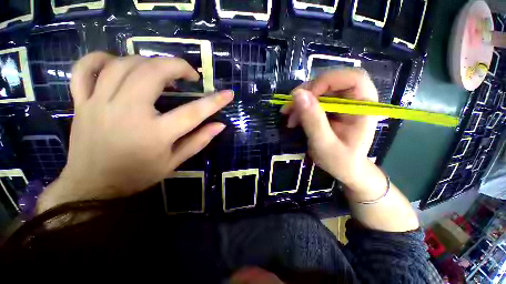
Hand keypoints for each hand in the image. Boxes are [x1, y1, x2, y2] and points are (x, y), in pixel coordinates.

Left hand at [37, 52, 232, 212]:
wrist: (92, 185)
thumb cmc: (138, 175)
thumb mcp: (174, 162)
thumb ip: (199, 141)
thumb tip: (220, 125)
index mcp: (155, 134)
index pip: (193, 112)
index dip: (215, 101)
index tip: (228, 93)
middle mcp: (126, 113)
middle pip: (153, 73)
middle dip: (178, 66)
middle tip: (189, 75)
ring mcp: (98, 104)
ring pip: (123, 64)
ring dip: (148, 61)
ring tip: (162, 71)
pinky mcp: (81, 102)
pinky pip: (84, 69)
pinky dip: (101, 58)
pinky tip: (118, 63)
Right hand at [281, 69, 378, 191]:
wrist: (345, 169)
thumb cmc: (340, 161)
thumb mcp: (324, 144)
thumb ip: (313, 120)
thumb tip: (297, 94)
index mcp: (364, 106)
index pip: (352, 78)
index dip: (326, 81)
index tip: (305, 97)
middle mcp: (355, 99)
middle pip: (331, 81)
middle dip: (307, 92)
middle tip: (289, 107)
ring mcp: (343, 103)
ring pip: (319, 90)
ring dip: (300, 101)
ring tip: (288, 116)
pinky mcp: (332, 108)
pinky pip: (314, 99)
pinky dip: (301, 107)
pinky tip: (293, 118)